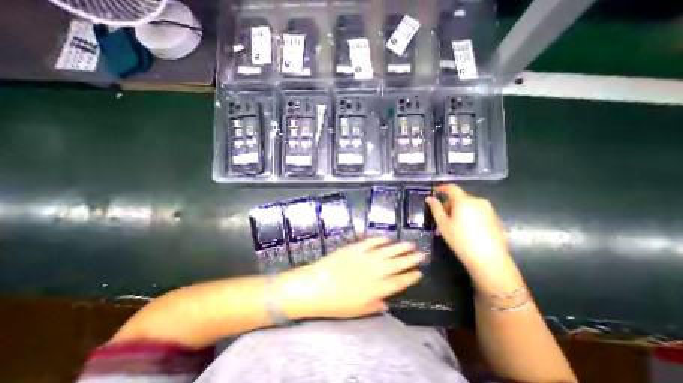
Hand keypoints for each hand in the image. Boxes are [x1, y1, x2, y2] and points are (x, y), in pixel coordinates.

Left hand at [276, 237, 424, 317]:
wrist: (316, 286)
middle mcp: (375, 272)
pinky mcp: (355, 249)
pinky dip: (379, 240)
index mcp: (377, 289)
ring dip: (399, 248)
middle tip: (421, 255)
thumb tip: (387, 301)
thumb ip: (375, 305)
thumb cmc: (336, 303)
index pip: (399, 282)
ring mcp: (365, 258)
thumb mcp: (358, 311)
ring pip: (387, 252)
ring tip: (410, 245)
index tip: (419, 273)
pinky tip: (387, 239)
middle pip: (397, 265)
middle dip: (410, 260)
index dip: (410, 277)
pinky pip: (370, 243)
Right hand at [426, 184, 508, 268]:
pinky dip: (469, 217)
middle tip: (442, 219)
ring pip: (469, 206)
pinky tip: (467, 231)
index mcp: (464, 201)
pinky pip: (478, 213)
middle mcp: (478, 201)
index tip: (434, 191)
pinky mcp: (496, 219)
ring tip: (453, 227)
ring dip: (459, 212)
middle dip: (449, 205)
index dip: (441, 188)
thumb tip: (430, 198)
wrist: (489, 260)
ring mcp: (489, 210)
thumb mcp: (443, 224)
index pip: (451, 188)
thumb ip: (436, 208)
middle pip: (460, 198)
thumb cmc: (461, 240)